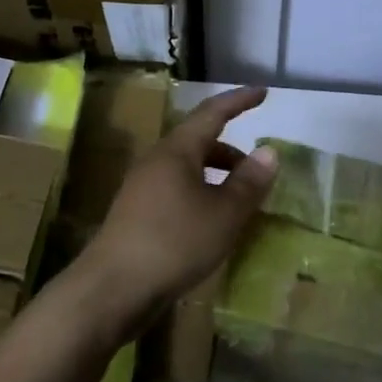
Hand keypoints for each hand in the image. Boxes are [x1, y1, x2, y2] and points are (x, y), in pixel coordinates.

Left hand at [72, 86, 278, 338]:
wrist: (112, 289)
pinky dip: (200, 195)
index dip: (239, 101)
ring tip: (238, 201)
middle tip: (257, 169)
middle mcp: (156, 161)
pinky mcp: (136, 214)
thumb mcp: (224, 214)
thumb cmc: (174, 243)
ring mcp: (141, 188)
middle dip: (230, 150)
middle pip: (198, 142)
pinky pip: (176, 190)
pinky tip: (210, 224)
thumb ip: (249, 182)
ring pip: (187, 169)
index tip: (262, 92)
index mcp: (177, 151)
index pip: (212, 113)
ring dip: (215, 176)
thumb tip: (269, 151)